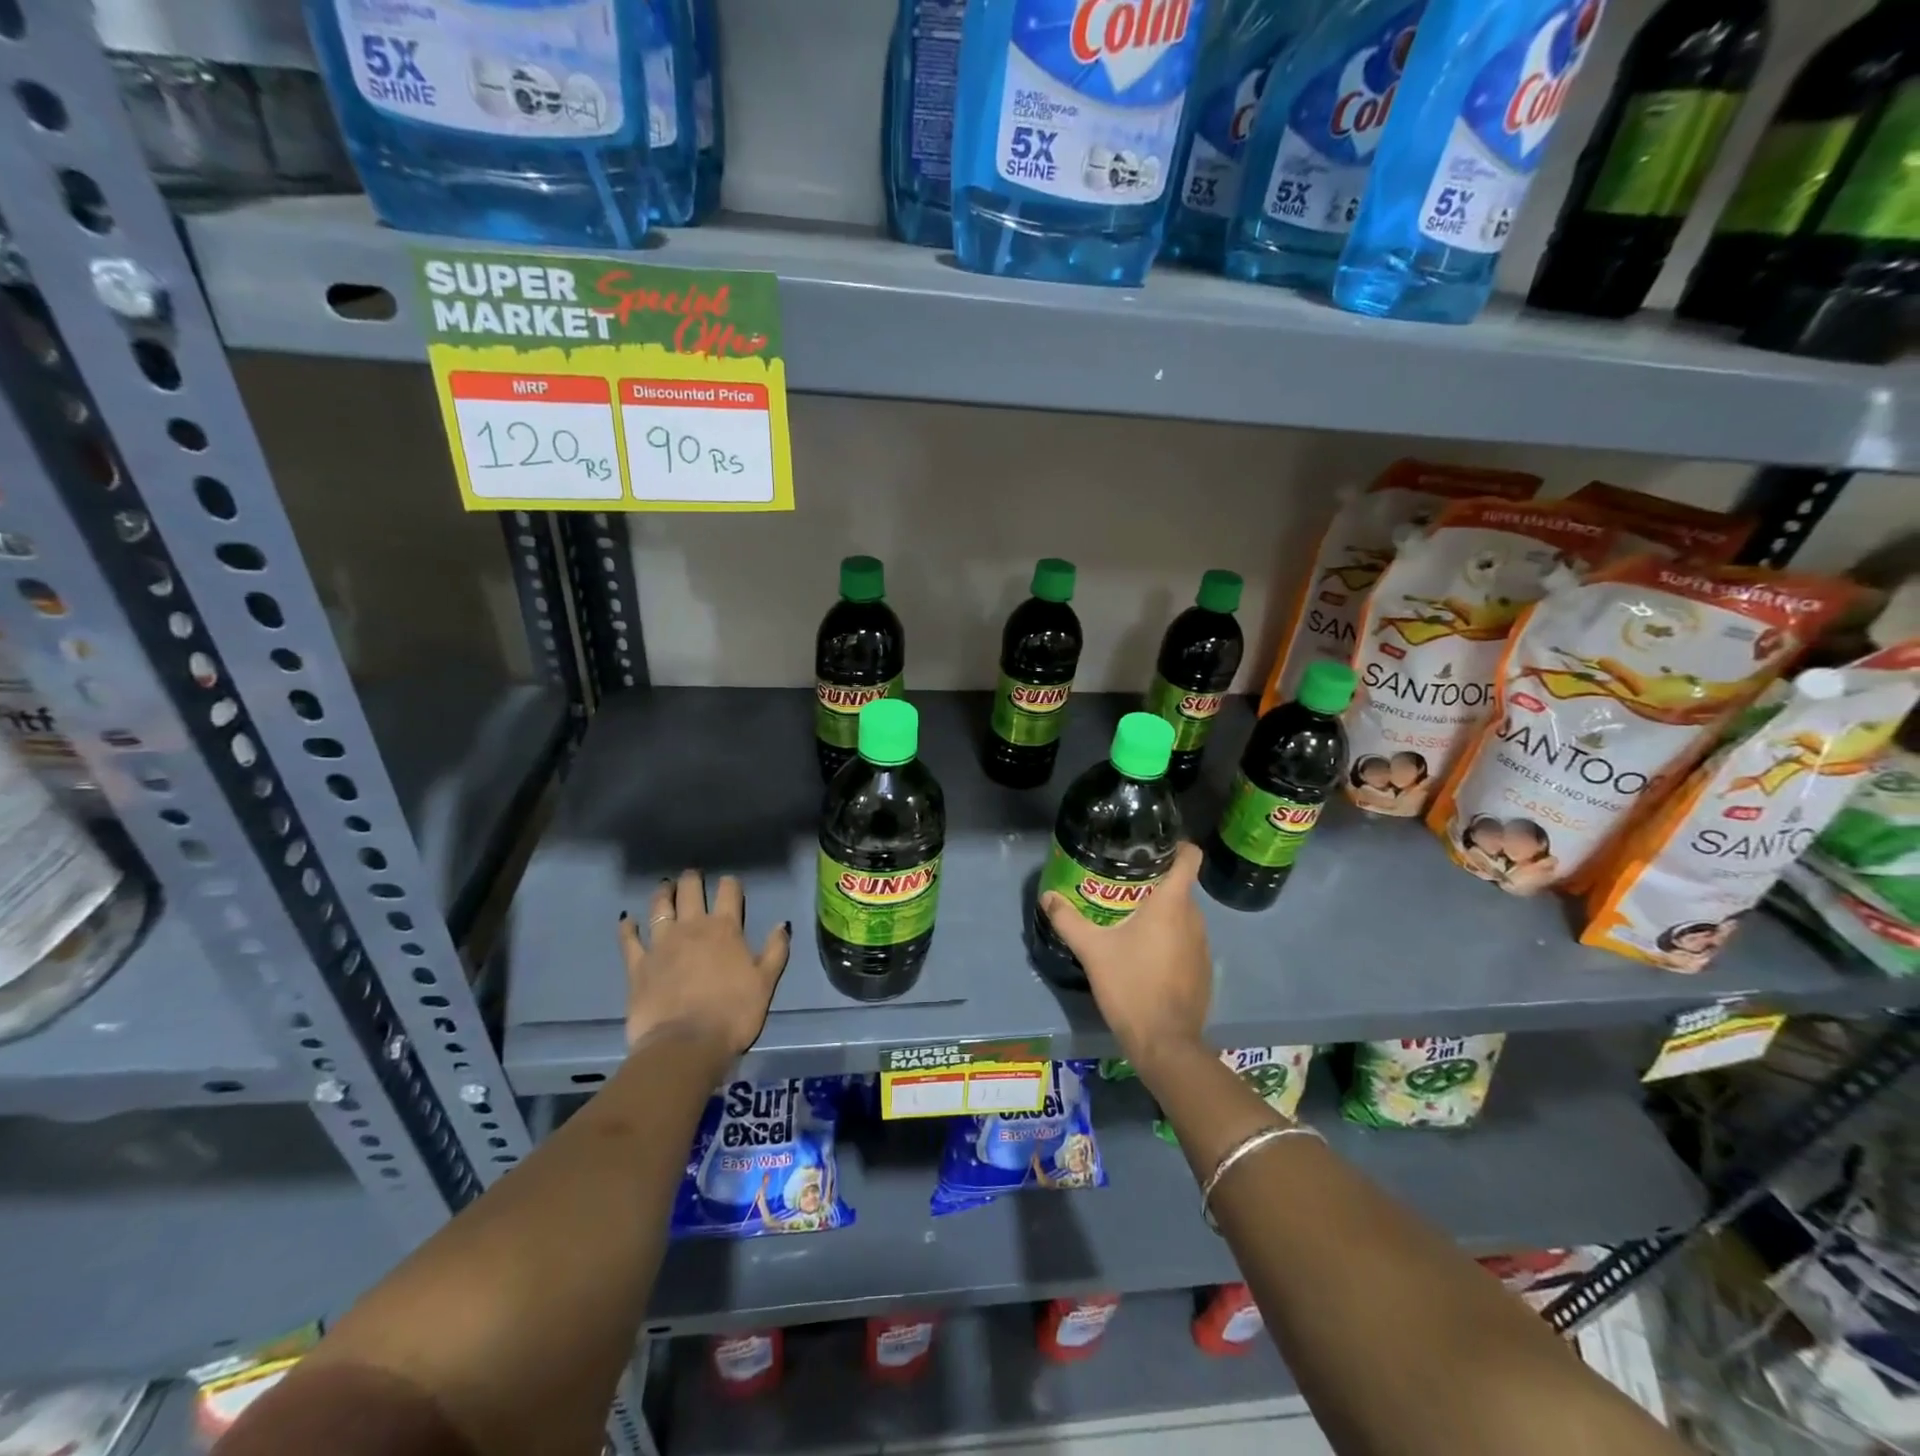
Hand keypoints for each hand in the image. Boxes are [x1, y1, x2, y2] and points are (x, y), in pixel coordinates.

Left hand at [619, 869, 790, 1057]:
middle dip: (692, 879)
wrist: (686, 1044)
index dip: (730, 883)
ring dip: (662, 893)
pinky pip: (630, 940)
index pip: (728, 892)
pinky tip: (627, 920)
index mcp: (726, 929)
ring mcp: (661, 944)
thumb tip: (782, 925)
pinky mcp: (637, 965)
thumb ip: (776, 951)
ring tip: (665, 887)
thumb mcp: (766, 983)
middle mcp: (692, 927)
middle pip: (690, 891)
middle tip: (692, 876)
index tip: (730, 883)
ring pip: (659, 907)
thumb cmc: (734, 1013)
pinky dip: (628, 927)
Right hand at [1039, 841, 1211, 1071]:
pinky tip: (1144, 952)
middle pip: (1180, 886)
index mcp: (1172, 903)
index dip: (1176, 845)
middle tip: (1121, 884)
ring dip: (1160, 912)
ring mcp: (1203, 945)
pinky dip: (1168, 937)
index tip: (1152, 846)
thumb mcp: (1092, 950)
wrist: (1165, 1043)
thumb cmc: (1130, 985)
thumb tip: (1048, 896)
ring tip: (1128, 916)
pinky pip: (1186, 939)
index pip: (1190, 857)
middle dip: (1154, 882)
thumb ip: (1068, 920)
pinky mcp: (1203, 968)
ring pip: (1182, 914)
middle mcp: (1194, 917)